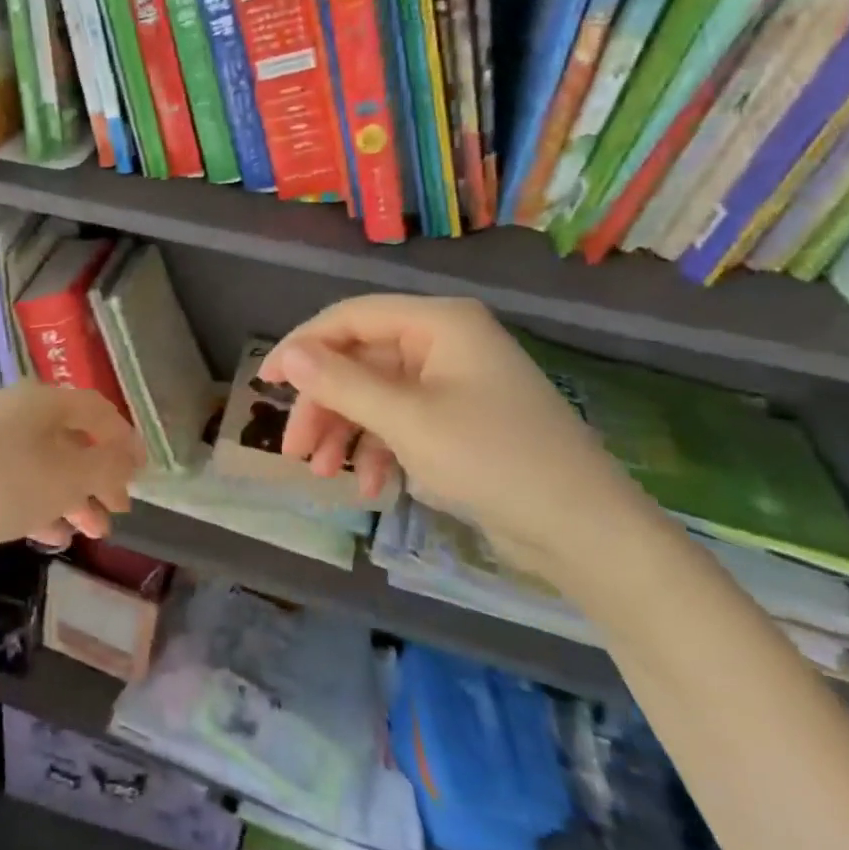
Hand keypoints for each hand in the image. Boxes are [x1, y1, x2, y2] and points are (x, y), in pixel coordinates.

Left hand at [0, 381, 143, 584]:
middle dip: (98, 476)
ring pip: (42, 465)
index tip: (142, 473)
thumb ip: (107, 465)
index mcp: (41, 400)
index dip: (124, 439)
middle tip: (117, 510)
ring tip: (91, 533)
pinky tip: (50, 537)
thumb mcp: (66, 476)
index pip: (96, 409)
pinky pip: (14, 483)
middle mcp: (13, 412)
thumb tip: (132, 455)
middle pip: (69, 439)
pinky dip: (38, 505)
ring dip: (72, 496)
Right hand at [259, 296, 656, 575]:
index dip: (302, 346)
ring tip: (323, 475)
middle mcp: (444, 343)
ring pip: (377, 395)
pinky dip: (380, 449)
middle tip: (294, 450)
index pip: (351, 318)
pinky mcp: (460, 421)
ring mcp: (453, 383)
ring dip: (346, 432)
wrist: (584, 531)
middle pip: (361, 361)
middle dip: (325, 406)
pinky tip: (372, 486)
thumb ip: (341, 383)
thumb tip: (287, 355)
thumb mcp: (406, 420)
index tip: (264, 383)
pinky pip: (402, 422)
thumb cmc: (492, 459)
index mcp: (438, 323)